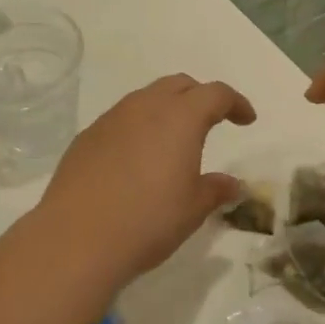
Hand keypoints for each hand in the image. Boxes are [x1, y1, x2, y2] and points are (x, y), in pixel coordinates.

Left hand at [33, 74, 255, 280]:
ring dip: (166, 109)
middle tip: (212, 120)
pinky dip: (138, 127)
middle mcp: (145, 107)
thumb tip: (232, 184)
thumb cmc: (148, 220)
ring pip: (146, 98)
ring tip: (173, 139)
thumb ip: (215, 190)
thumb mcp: (192, 209)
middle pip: (179, 85)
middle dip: (200, 97)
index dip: (235, 102)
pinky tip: (136, 158)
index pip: (215, 93)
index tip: (247, 119)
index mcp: (180, 117)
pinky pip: (120, 120)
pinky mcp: (86, 137)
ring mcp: (111, 119)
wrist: (77, 238)